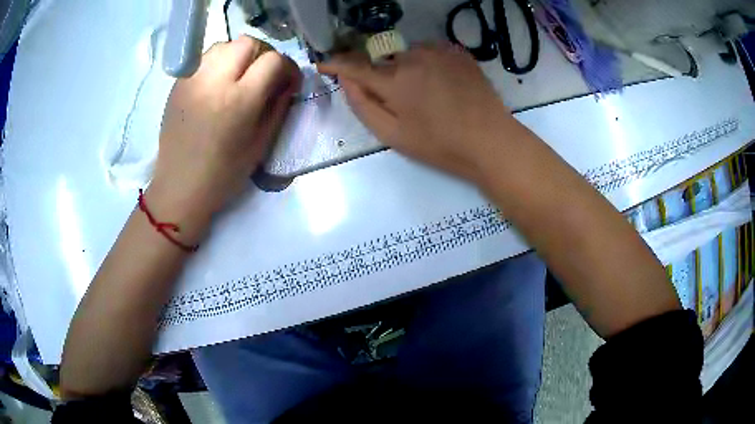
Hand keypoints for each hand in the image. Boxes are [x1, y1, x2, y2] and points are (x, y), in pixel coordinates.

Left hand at [148, 36, 301, 242]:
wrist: (180, 186)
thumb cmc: (223, 173)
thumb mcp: (260, 144)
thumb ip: (278, 107)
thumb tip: (288, 82)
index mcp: (240, 100)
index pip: (273, 60)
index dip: (287, 67)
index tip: (288, 81)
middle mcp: (215, 81)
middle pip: (248, 42)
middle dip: (263, 54)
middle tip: (264, 74)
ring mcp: (193, 79)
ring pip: (224, 45)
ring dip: (238, 54)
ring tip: (239, 75)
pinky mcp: (179, 84)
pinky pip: (204, 58)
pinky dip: (218, 62)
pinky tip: (218, 83)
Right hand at [319, 44, 512, 182]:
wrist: (491, 140)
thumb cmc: (440, 145)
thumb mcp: (393, 135)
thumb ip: (363, 105)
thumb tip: (345, 81)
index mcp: (394, 80)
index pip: (354, 65)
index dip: (336, 64)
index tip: (323, 64)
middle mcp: (413, 56)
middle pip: (383, 61)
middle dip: (382, 76)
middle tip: (401, 101)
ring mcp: (438, 50)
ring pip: (407, 54)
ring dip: (406, 68)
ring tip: (426, 94)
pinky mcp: (457, 51)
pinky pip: (430, 51)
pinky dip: (427, 63)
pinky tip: (441, 83)